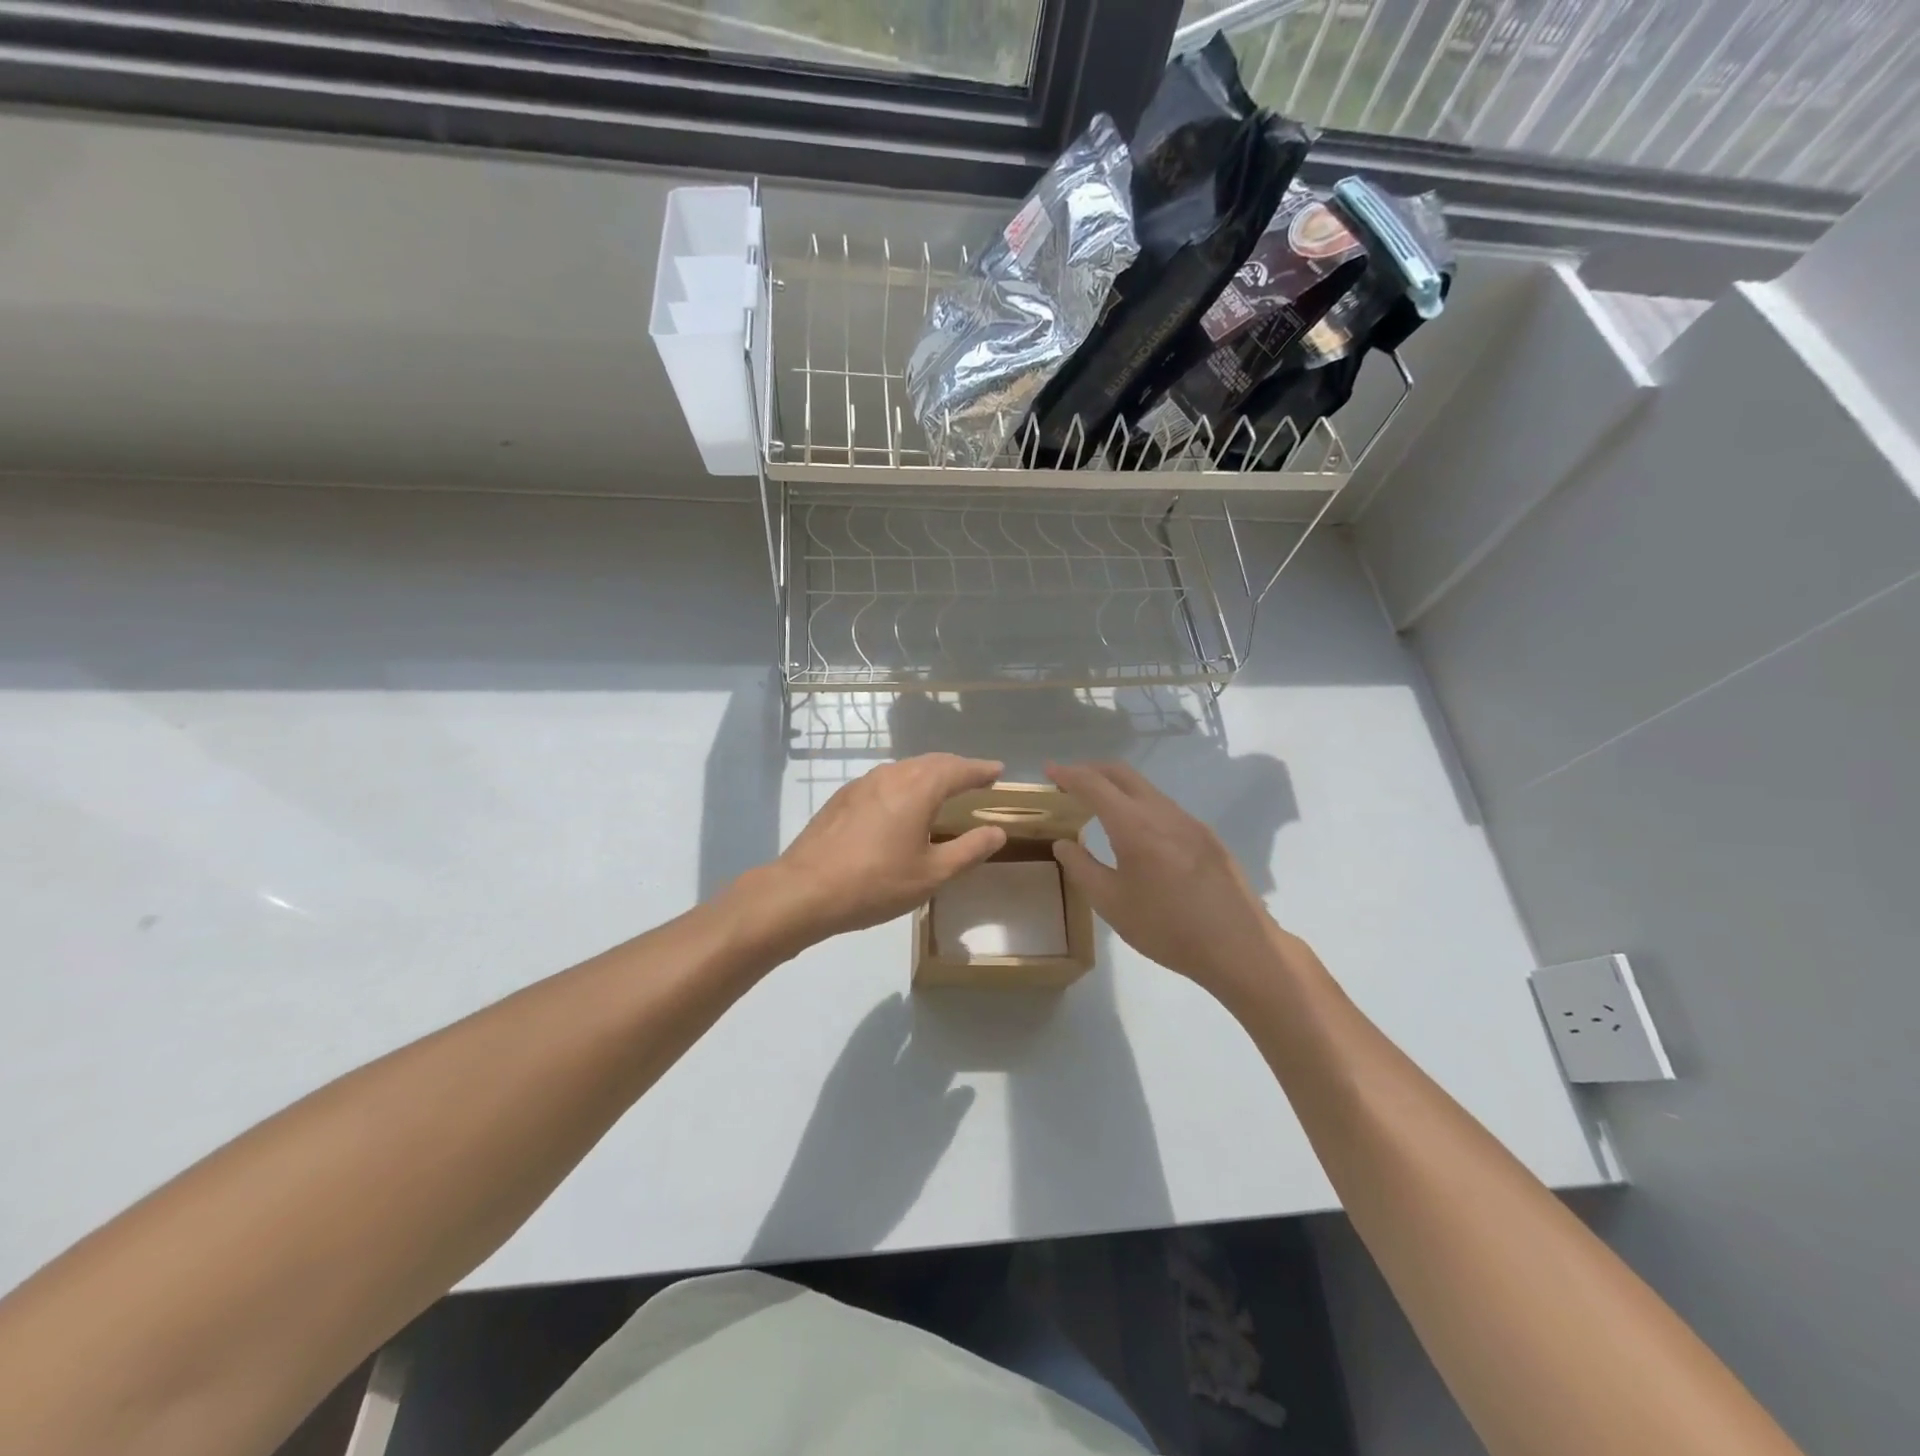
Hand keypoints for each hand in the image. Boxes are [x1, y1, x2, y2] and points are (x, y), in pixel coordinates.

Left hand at [741, 754, 1008, 952]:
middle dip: (956, 767)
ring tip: (943, 788)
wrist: (804, 890)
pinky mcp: (842, 798)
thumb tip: (997, 832)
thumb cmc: (875, 883)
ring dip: (929, 773)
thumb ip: (968, 850)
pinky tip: (902, 804)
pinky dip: (905, 784)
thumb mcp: (931, 874)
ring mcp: (862, 784)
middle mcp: (891, 776)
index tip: (998, 770)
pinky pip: (885, 781)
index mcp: (918, 788)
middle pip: (931, 763)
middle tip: (975, 776)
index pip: (958, 770)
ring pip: (905, 769)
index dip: (981, 770)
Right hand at [1047, 761, 1290, 994]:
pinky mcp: (1206, 836)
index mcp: (1135, 825)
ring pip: (1146, 789)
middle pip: (1122, 774)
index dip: (1068, 774)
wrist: (1240, 947)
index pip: (1094, 784)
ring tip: (1097, 807)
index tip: (1048, 770)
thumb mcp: (1112, 904)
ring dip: (1117, 788)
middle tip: (1068, 782)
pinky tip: (1135, 833)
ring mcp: (1189, 821)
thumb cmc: (1167, 928)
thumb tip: (1064, 843)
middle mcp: (1163, 812)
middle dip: (1092, 770)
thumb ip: (1082, 868)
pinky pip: (1164, 807)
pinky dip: (1139, 805)